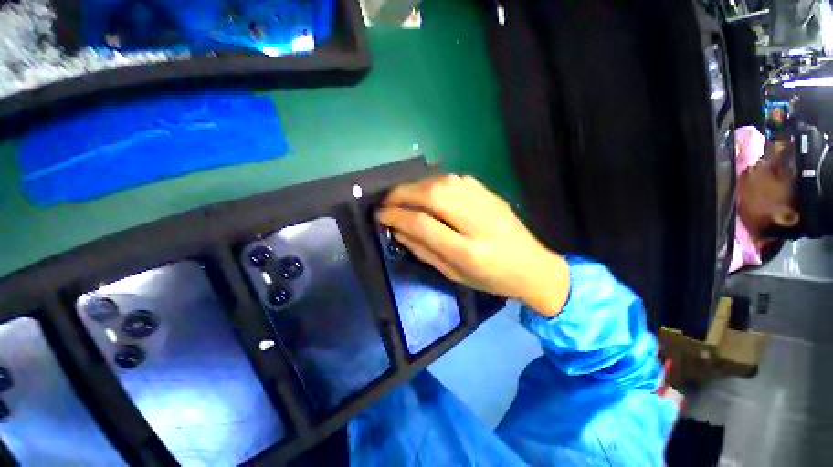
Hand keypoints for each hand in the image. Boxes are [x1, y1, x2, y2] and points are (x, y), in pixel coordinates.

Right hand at [377, 175, 569, 316]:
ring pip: (441, 182)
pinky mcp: (488, 192)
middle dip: (401, 195)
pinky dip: (433, 183)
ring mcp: (485, 201)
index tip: (380, 216)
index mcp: (468, 250)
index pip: (422, 223)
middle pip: (431, 194)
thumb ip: (423, 250)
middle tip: (386, 202)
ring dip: (415, 187)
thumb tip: (397, 229)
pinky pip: (454, 180)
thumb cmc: (491, 278)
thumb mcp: (454, 273)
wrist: (532, 266)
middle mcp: (477, 220)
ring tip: (402, 197)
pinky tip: (426, 192)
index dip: (396, 216)